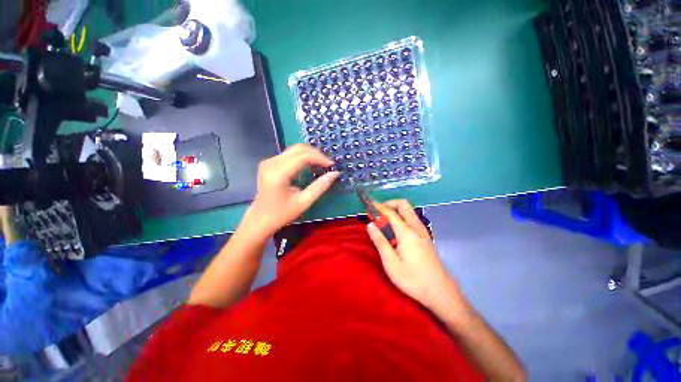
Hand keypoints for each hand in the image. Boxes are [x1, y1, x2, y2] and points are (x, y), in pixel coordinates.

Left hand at [243, 144, 339, 237]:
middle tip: (327, 164)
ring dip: (310, 154)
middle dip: (316, 154)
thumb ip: (320, 187)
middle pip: (298, 149)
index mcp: (278, 174)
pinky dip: (302, 157)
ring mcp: (269, 161)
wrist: (261, 218)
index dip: (319, 158)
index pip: (303, 156)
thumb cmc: (282, 213)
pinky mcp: (269, 162)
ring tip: (321, 164)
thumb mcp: (304, 202)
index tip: (331, 165)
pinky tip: (309, 165)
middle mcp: (271, 163)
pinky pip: (289, 154)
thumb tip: (335, 173)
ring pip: (294, 149)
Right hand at [367, 200, 457, 310]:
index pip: (391, 212)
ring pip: (409, 211)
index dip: (379, 207)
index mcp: (406, 232)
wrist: (440, 292)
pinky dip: (402, 217)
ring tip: (384, 221)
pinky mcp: (426, 237)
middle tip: (378, 212)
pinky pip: (412, 219)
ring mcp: (423, 231)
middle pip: (404, 205)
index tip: (369, 206)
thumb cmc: (413, 279)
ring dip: (396, 210)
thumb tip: (370, 225)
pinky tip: (395, 231)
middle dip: (389, 204)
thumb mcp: (391, 263)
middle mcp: (416, 227)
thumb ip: (380, 241)